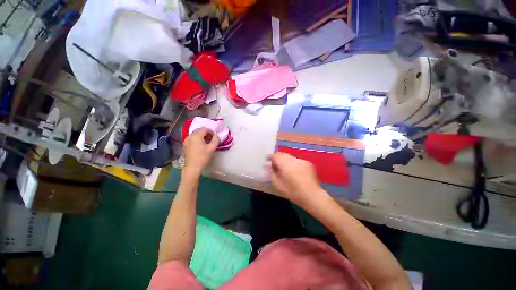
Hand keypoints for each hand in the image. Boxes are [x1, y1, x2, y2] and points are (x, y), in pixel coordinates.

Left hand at [183, 128, 218, 175]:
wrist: (192, 168)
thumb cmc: (203, 157)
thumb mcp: (212, 148)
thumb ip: (216, 140)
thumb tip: (216, 136)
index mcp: (196, 136)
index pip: (205, 129)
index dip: (211, 132)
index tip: (215, 137)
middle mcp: (190, 136)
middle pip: (199, 131)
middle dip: (207, 134)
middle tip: (212, 140)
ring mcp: (186, 141)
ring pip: (196, 135)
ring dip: (202, 137)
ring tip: (207, 143)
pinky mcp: (185, 145)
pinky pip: (193, 139)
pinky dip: (198, 140)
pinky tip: (201, 147)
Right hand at [267, 152, 325, 206]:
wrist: (313, 196)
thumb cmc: (294, 193)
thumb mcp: (279, 185)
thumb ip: (272, 173)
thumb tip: (266, 165)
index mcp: (287, 166)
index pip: (276, 156)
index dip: (271, 157)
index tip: (267, 160)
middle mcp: (294, 160)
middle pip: (283, 154)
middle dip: (277, 157)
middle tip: (274, 164)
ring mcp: (302, 161)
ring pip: (289, 157)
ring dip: (285, 160)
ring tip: (284, 168)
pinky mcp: (308, 162)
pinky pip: (296, 160)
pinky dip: (292, 163)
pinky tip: (294, 170)